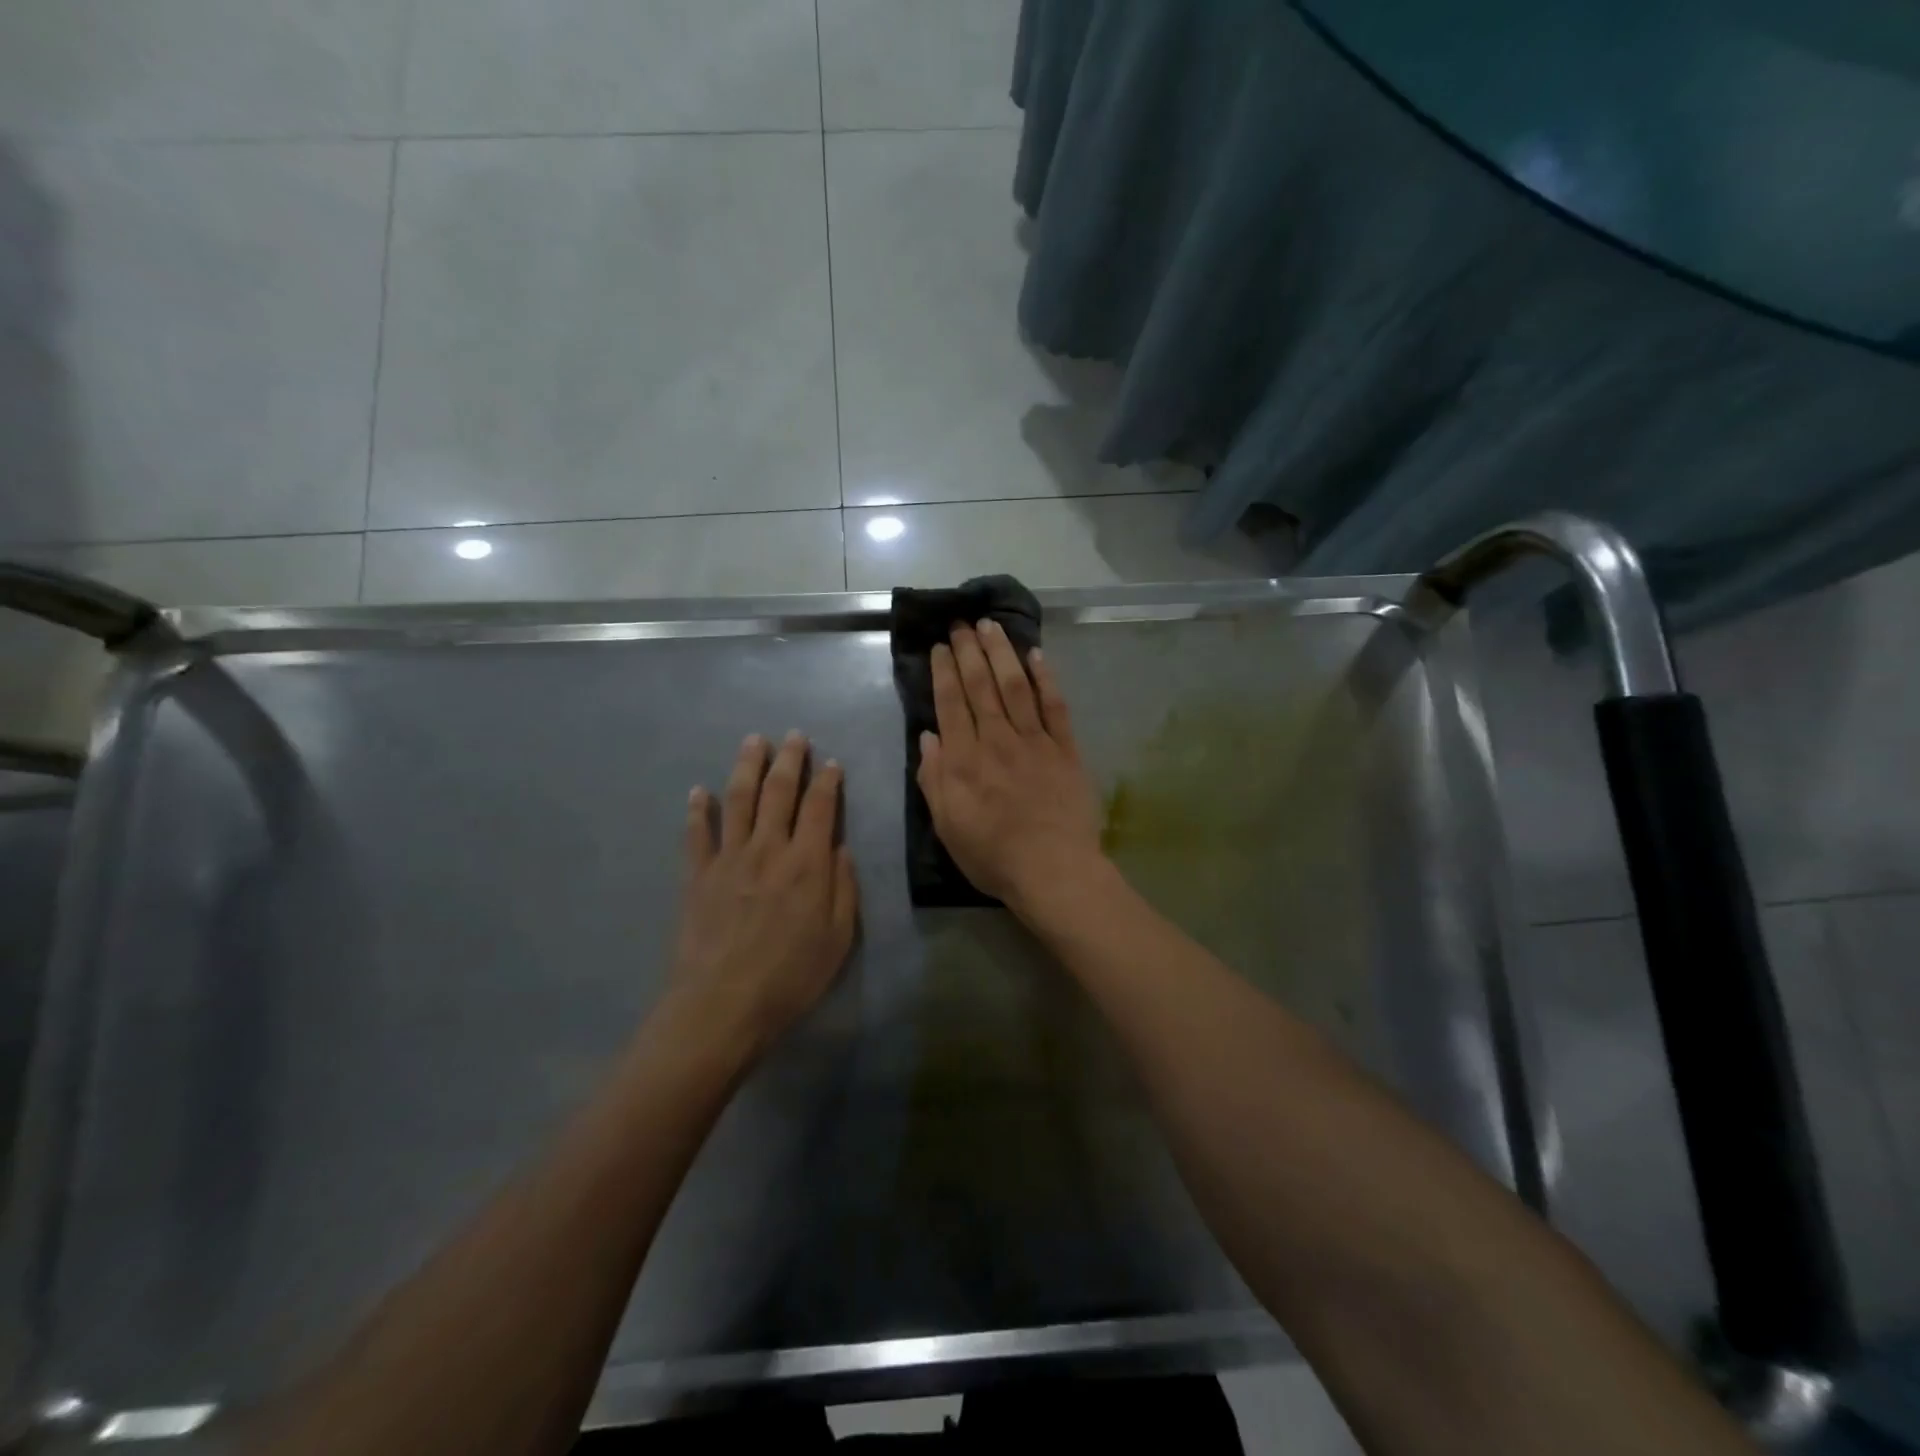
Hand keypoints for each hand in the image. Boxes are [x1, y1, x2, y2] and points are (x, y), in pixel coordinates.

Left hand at [672, 732, 857, 1055]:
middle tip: (793, 735)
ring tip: (753, 741)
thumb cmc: (790, 977)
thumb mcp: (838, 939)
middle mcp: (768, 849)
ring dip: (746, 767)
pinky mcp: (697, 876)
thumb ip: (843, 888)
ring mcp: (728, 859)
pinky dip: (697, 810)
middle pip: (778, 792)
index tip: (831, 763)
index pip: (820, 808)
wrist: (722, 1005)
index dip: (827, 781)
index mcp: (807, 864)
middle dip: (789, 759)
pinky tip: (697, 791)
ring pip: (738, 800)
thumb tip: (839, 847)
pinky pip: (696, 834)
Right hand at [918, 620, 1104, 916]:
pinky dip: (1045, 679)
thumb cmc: (993, 855)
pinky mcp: (1066, 749)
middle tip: (961, 623)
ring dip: (1002, 653)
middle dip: (969, 651)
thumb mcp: (947, 825)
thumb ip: (933, 778)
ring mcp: (1034, 741)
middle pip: (980, 686)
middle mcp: (996, 740)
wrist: (1053, 870)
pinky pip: (1055, 706)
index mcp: (963, 760)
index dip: (944, 672)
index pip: (950, 704)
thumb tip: (928, 736)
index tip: (939, 647)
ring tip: (991, 626)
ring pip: (1015, 686)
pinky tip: (1037, 655)